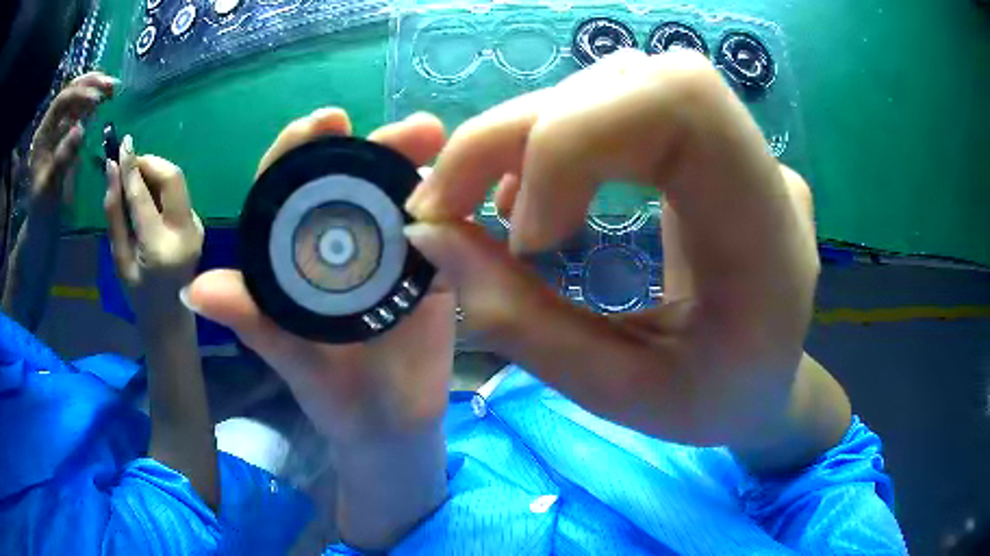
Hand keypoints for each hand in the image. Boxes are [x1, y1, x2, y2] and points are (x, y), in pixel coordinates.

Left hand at [30, 72, 115, 209]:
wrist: (41, 227)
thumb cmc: (43, 210)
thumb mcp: (50, 188)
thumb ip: (62, 159)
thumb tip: (81, 128)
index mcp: (42, 135)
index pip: (61, 101)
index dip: (79, 94)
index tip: (99, 99)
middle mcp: (50, 126)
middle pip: (70, 93)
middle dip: (90, 84)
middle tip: (112, 85)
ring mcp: (58, 130)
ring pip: (76, 98)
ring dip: (94, 89)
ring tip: (112, 90)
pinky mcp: (66, 136)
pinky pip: (79, 112)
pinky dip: (93, 104)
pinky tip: (103, 104)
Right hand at [105, 136, 203, 326]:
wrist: (170, 317)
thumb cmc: (138, 294)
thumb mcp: (119, 258)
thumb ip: (114, 213)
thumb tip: (111, 169)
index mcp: (159, 248)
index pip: (143, 196)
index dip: (132, 166)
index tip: (123, 144)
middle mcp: (185, 233)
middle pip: (172, 177)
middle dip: (149, 162)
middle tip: (128, 163)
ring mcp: (197, 227)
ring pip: (177, 181)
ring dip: (154, 171)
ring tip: (134, 179)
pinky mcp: (199, 223)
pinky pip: (178, 193)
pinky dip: (160, 186)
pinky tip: (147, 196)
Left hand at [186, 109, 453, 445]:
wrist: (393, 429)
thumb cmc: (335, 399)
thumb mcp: (290, 360)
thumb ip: (250, 323)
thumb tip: (192, 291)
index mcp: (296, 257)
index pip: (288, 190)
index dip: (300, 152)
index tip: (321, 122)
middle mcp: (340, 245)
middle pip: (351, 180)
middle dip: (373, 147)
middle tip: (404, 128)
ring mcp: (388, 254)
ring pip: (397, 196)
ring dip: (415, 165)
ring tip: (434, 139)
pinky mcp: (430, 271)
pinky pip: (439, 229)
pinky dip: (448, 203)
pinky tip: (461, 184)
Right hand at [404, 49, 833, 469]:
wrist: (767, 382)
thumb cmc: (714, 404)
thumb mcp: (620, 395)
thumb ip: (521, 323)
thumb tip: (431, 237)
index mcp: (769, 237)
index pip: (682, 103)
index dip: (574, 140)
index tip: (524, 232)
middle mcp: (761, 169)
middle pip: (633, 80)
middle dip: (520, 130)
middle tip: (448, 203)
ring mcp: (738, 147)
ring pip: (617, 84)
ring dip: (528, 133)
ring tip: (487, 206)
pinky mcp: (707, 145)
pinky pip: (622, 105)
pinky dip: (553, 138)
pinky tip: (533, 196)